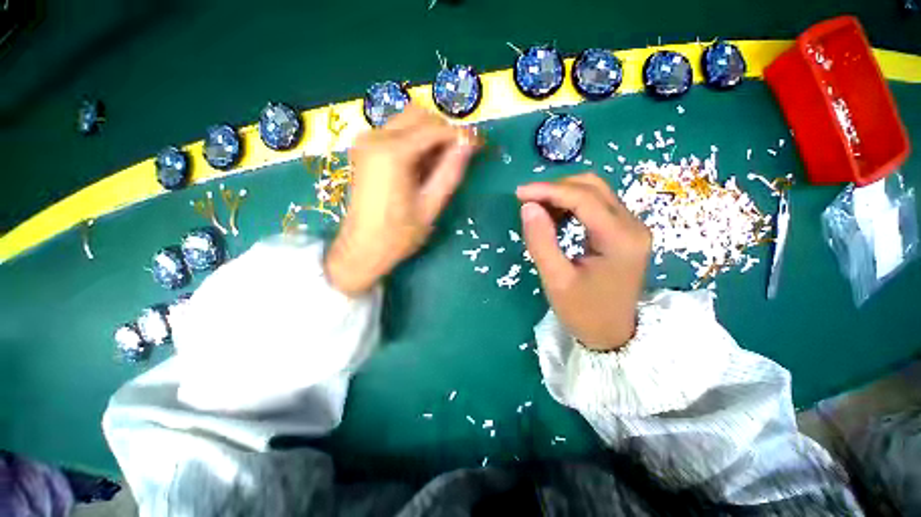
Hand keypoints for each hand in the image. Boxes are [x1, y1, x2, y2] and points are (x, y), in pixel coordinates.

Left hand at [325, 106, 479, 296]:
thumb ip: (450, 171)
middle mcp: (376, 137)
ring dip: (429, 136)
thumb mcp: (431, 205)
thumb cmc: (399, 235)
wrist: (362, 249)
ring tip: (437, 166)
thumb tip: (470, 143)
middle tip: (457, 158)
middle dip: (444, 132)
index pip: (436, 129)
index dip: (461, 135)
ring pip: (407, 120)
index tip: (480, 145)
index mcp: (393, 153)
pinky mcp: (364, 149)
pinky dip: (413, 141)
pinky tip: (419, 166)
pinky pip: (395, 132)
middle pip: (419, 115)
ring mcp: (366, 141)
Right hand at [517, 173, 651, 350]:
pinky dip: (572, 204)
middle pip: (593, 187)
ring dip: (563, 194)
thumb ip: (541, 241)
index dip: (549, 190)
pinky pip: (597, 205)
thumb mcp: (556, 280)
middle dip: (556, 188)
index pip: (584, 198)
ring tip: (538, 210)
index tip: (519, 194)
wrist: (612, 334)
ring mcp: (632, 227)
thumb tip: (528, 206)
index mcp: (620, 239)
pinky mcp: (625, 231)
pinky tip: (556, 217)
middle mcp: (633, 225)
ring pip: (595, 192)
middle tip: (527, 201)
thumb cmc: (583, 312)